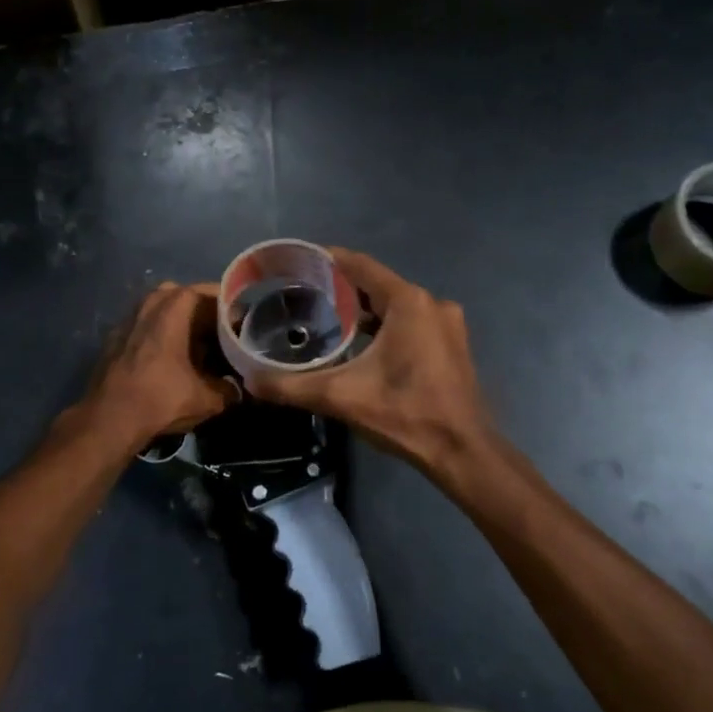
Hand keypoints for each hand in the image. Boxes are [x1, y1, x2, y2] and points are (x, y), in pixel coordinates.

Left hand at [81, 281, 237, 452]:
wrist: (107, 420)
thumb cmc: (161, 399)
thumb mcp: (207, 399)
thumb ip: (229, 390)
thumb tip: (237, 389)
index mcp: (174, 308)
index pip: (209, 292)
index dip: (229, 306)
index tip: (242, 322)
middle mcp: (149, 304)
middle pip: (183, 295)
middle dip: (202, 309)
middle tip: (219, 330)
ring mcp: (127, 319)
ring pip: (159, 308)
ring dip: (178, 320)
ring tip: (194, 343)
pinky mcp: (113, 338)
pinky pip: (143, 324)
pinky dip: (157, 333)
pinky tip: (166, 357)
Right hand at [245, 249, 493, 471]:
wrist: (462, 451)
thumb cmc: (404, 414)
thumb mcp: (341, 397)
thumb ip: (291, 386)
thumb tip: (250, 381)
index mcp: (409, 302)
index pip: (360, 265)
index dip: (329, 260)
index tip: (300, 262)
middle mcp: (432, 303)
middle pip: (379, 284)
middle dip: (344, 288)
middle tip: (307, 296)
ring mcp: (448, 324)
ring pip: (398, 305)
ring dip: (367, 310)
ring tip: (331, 320)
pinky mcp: (453, 345)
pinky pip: (413, 322)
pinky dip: (388, 326)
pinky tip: (364, 345)